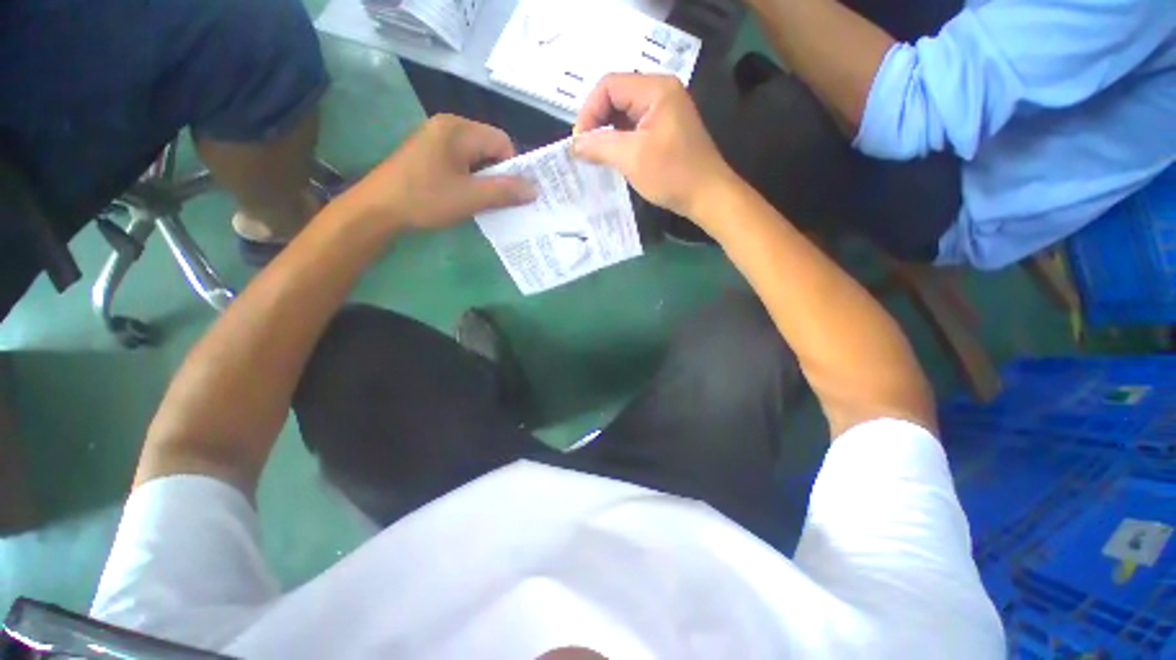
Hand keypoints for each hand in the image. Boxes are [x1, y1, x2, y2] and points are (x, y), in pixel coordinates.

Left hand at [342, 114, 534, 230]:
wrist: (377, 209)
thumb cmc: (426, 199)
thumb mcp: (471, 197)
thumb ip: (505, 191)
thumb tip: (535, 189)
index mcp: (458, 129)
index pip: (502, 141)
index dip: (512, 168)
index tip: (510, 193)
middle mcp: (448, 127)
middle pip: (489, 147)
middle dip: (498, 175)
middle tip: (498, 200)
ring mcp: (435, 139)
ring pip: (476, 157)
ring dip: (484, 180)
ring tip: (481, 202)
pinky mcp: (428, 154)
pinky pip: (461, 163)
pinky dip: (469, 180)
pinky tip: (464, 197)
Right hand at [572, 74, 737, 220]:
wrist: (708, 196)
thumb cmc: (672, 175)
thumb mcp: (632, 158)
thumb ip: (600, 145)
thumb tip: (575, 145)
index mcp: (656, 89)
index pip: (609, 85)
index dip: (589, 111)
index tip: (580, 143)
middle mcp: (661, 92)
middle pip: (616, 96)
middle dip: (597, 121)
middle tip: (586, 150)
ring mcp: (665, 111)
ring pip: (624, 113)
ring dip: (608, 132)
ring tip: (597, 156)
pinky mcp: (666, 129)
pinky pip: (635, 127)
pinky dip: (620, 140)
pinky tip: (614, 157)